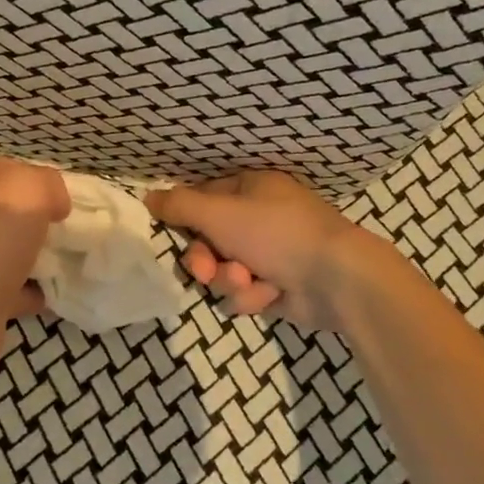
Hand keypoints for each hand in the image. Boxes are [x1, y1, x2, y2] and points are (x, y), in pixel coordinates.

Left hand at [0, 158, 70, 373]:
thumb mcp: (30, 188)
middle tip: (78, 232)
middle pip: (13, 215)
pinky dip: (36, 292)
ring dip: (40, 258)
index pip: (11, 174)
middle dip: (42, 222)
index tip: (70, 201)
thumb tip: (55, 206)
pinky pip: (18, 292)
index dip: (41, 183)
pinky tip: (60, 292)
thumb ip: (49, 185)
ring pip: (15, 253)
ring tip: (76, 261)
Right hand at [146, 171, 374, 331]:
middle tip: (206, 272)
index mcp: (251, 188)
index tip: (172, 233)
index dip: (186, 219)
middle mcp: (259, 218)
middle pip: (209, 240)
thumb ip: (179, 206)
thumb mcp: (219, 213)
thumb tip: (147, 196)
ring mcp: (270, 253)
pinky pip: (245, 291)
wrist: (336, 279)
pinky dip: (253, 295)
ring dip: (230, 279)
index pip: (203, 199)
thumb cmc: (277, 233)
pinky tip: (271, 294)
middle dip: (206, 259)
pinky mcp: (277, 285)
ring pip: (224, 269)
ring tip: (249, 283)